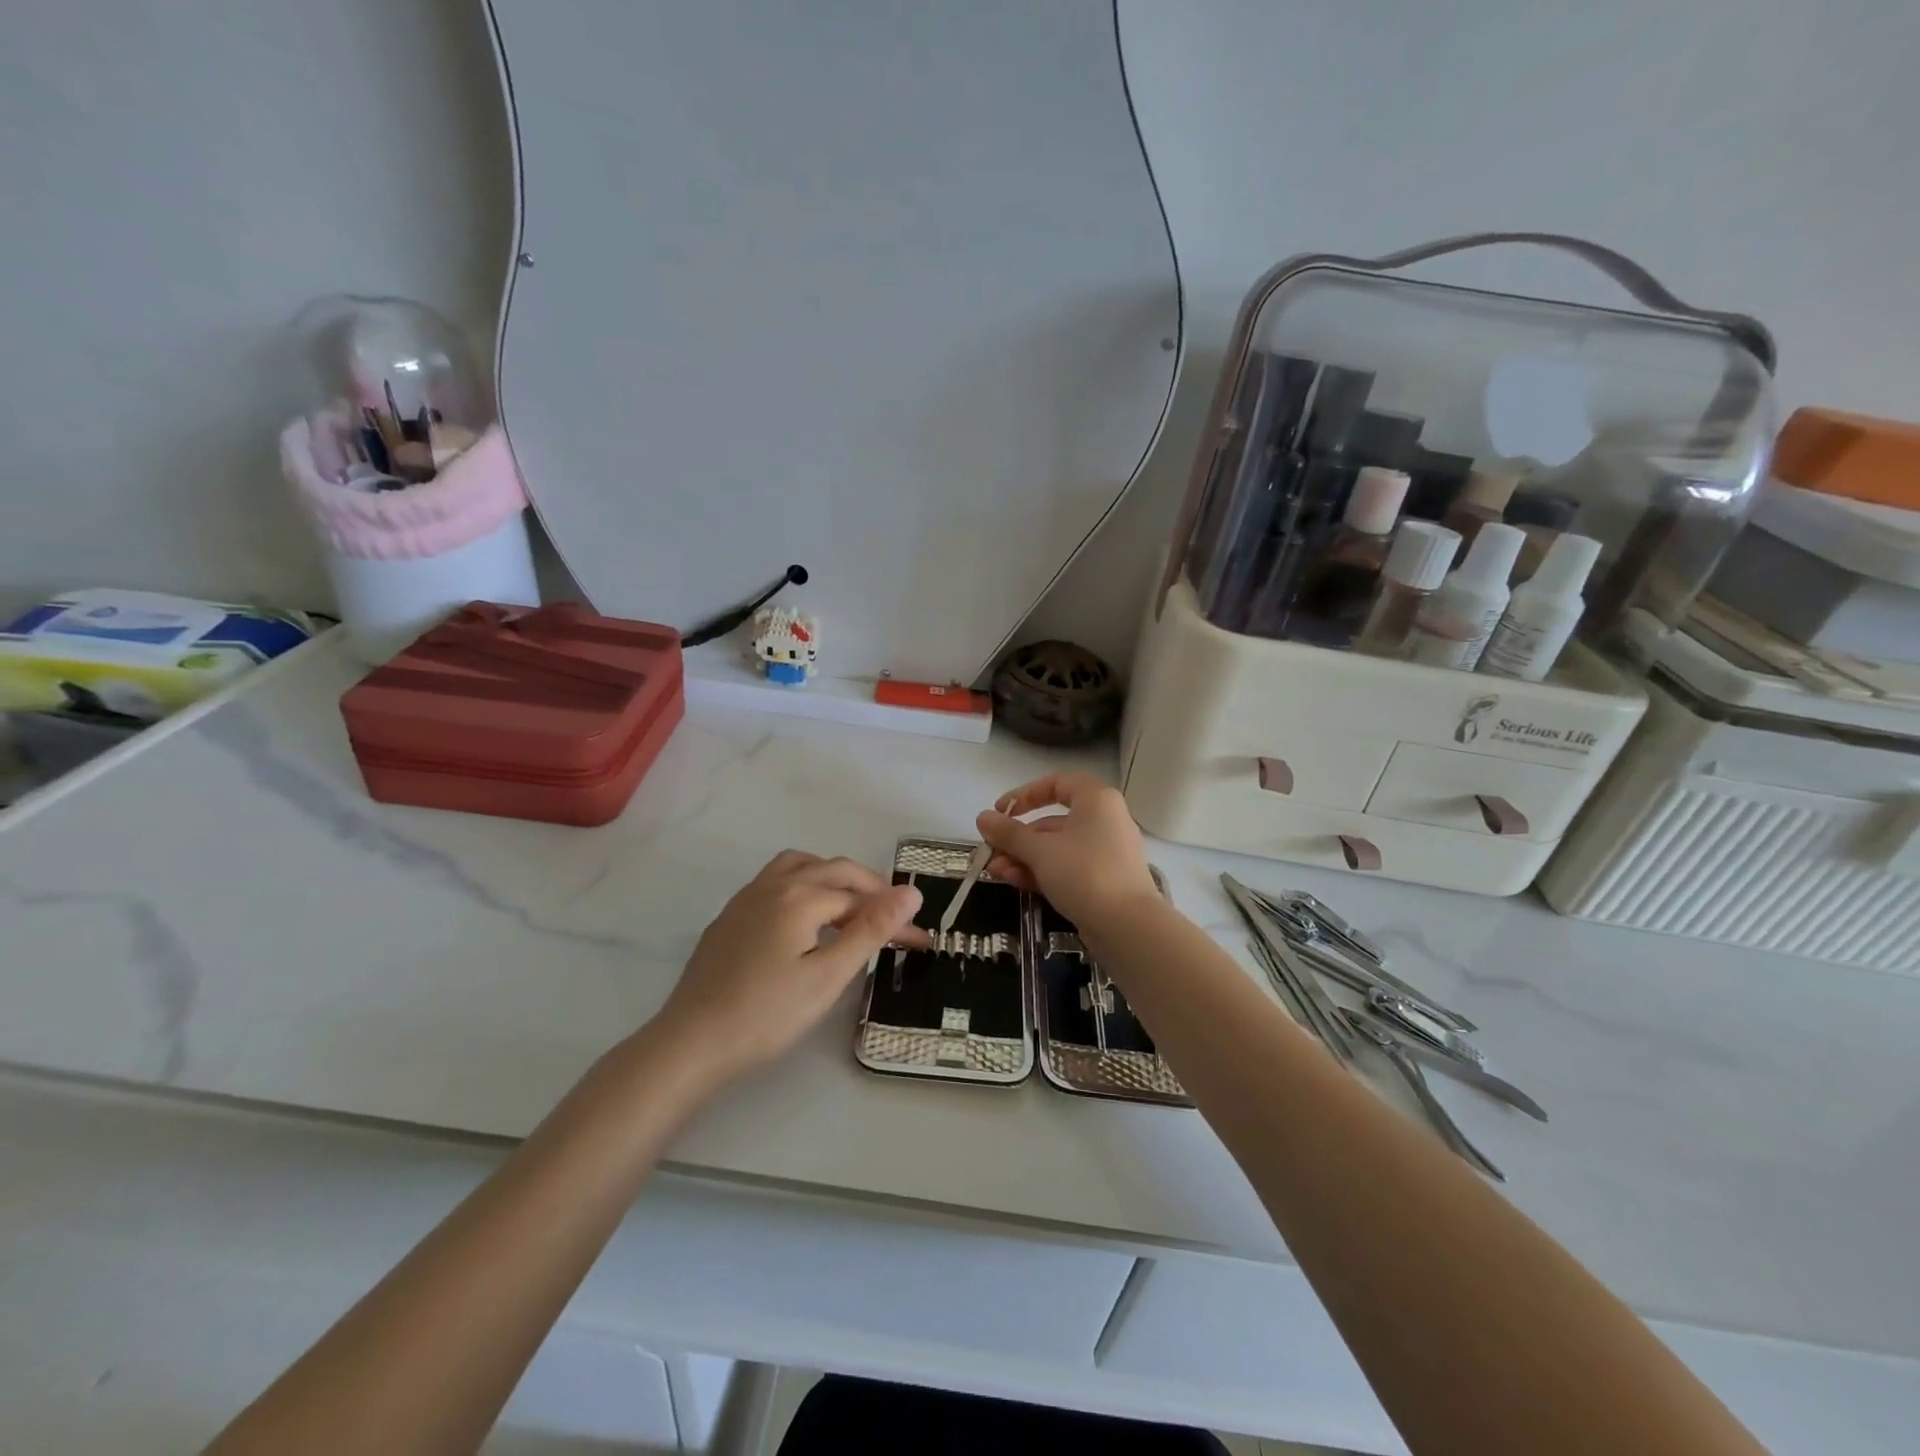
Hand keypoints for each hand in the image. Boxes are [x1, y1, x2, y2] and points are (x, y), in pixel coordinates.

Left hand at [653, 851, 924, 1083]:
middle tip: (895, 920)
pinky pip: (777, 882)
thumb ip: (871, 929)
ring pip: (801, 866)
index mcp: (801, 896)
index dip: (895, 919)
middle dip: (870, 891)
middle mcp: (774, 884)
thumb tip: (911, 892)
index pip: (862, 899)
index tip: (922, 942)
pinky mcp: (731, 916)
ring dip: (834, 878)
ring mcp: (747, 898)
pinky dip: (805, 886)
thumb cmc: (766, 1015)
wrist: (690, 1044)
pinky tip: (806, 920)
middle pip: (834, 871)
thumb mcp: (829, 976)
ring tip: (853, 907)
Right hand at [976, 772, 1159, 926]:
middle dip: (1018, 837)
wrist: (1127, 926)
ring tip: (995, 872)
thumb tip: (982, 817)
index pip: (1057, 783)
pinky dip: (1042, 871)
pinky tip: (1014, 882)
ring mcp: (1106, 852)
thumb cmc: (1084, 873)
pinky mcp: (1104, 880)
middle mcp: (1105, 820)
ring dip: (1024, 857)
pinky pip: (1068, 868)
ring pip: (1058, 848)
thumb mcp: (1040, 850)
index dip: (1025, 794)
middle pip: (1053, 820)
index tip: (1001, 811)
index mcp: (1096, 800)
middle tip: (991, 850)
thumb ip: (1009, 833)